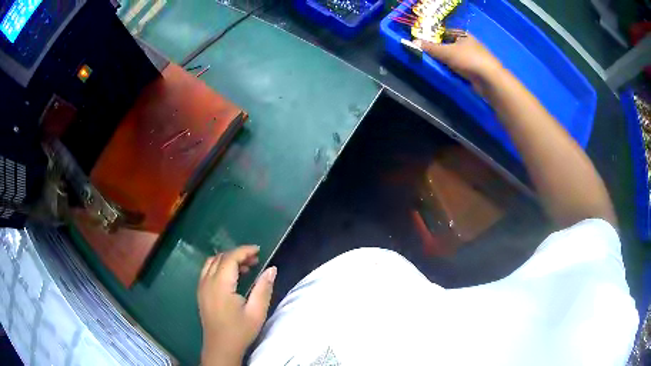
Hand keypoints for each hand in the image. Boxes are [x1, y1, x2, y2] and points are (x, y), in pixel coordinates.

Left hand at [197, 245, 276, 365]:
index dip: (244, 251)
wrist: (221, 347)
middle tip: (255, 260)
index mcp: (220, 285)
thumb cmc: (240, 331)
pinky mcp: (201, 292)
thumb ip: (264, 288)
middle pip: (220, 258)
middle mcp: (207, 282)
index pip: (230, 258)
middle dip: (237, 254)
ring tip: (246, 267)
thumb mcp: (256, 312)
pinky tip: (232, 277)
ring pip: (212, 262)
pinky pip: (208, 271)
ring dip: (228, 260)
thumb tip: (272, 269)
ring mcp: (201, 287)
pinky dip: (220, 267)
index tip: (259, 251)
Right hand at [413, 31, 503, 93]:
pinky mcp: (475, 71)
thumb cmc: (469, 59)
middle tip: (426, 55)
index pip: (445, 33)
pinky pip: (459, 68)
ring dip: (446, 62)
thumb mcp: (446, 52)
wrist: (490, 80)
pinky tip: (446, 74)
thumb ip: (430, 48)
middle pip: (449, 46)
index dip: (433, 37)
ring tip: (434, 65)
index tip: (423, 43)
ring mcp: (473, 58)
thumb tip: (412, 42)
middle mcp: (469, 44)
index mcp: (463, 35)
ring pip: (454, 58)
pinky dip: (453, 71)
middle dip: (439, 51)